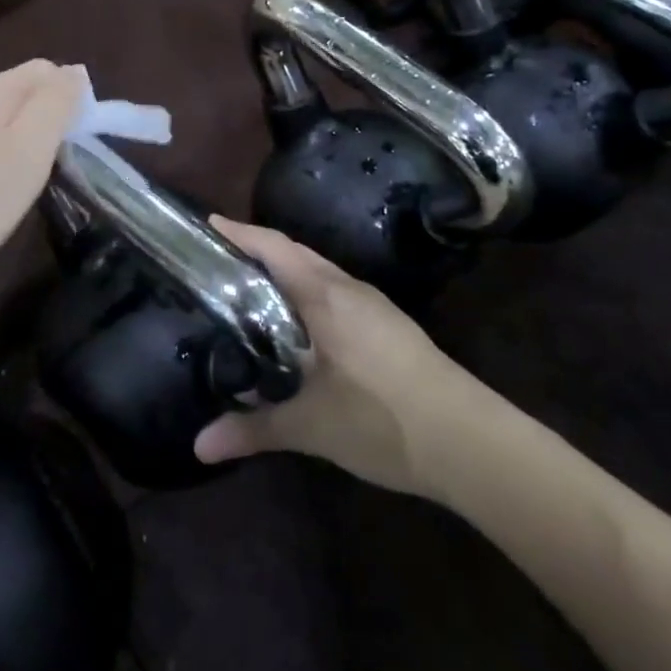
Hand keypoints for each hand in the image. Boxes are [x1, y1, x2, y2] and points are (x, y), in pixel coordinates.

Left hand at [0, 60, 88, 297]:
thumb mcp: (27, 151)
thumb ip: (55, 106)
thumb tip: (76, 70)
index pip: (45, 70)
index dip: (72, 97)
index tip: (82, 141)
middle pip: (19, 93)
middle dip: (46, 121)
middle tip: (56, 168)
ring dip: (20, 143)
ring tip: (25, 185)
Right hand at [194, 218, 483, 498]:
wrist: (471, 443)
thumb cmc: (383, 419)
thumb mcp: (310, 427)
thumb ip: (253, 429)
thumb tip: (199, 446)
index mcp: (326, 296)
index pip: (275, 248)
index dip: (241, 233)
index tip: (208, 224)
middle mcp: (350, 289)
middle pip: (297, 254)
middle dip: (260, 250)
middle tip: (221, 260)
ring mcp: (375, 307)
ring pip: (321, 275)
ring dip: (287, 273)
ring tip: (252, 292)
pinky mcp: (391, 328)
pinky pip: (338, 295)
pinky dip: (309, 295)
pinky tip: (300, 328)